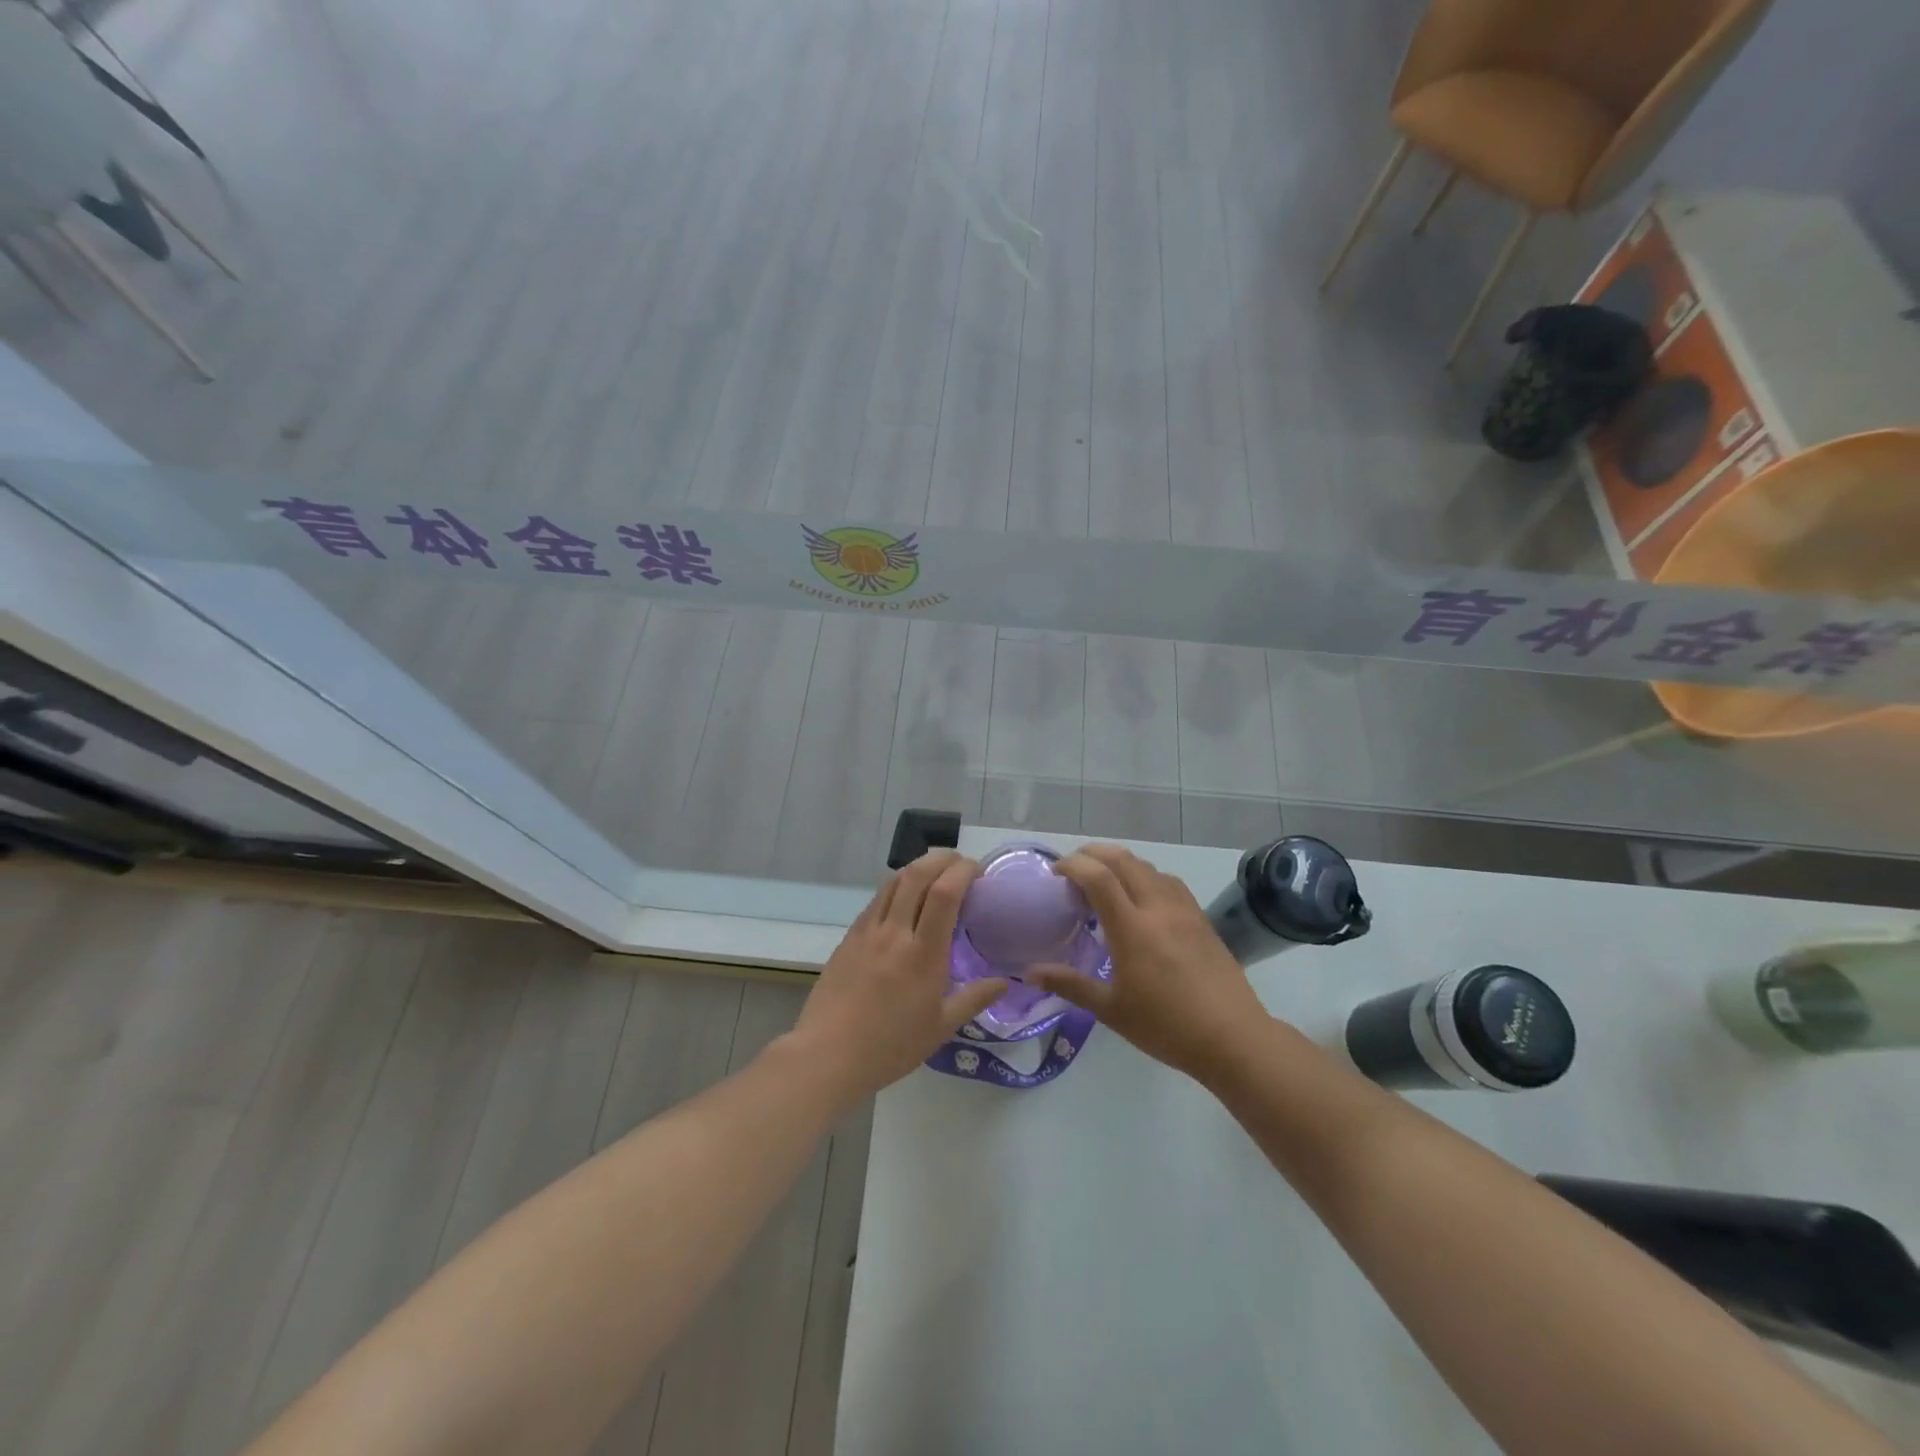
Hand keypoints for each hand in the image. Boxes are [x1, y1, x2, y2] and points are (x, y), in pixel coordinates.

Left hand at [788, 850, 1007, 1105]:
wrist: (828, 1055)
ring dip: (917, 868)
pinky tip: (904, 901)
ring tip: (934, 875)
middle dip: (942, 859)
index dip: (963, 871)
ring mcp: (868, 931)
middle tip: (960, 865)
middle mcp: (894, 932)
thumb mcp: (941, 1028)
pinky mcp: (849, 937)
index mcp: (923, 954)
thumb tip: (1005, 983)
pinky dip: (896, 888)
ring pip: (893, 881)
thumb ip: (974, 999)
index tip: (979, 871)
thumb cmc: (890, 1046)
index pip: (944, 893)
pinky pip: (876, 900)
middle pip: (917, 874)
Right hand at [1028, 844, 1268, 1083]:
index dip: (1073, 865)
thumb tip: (1030, 972)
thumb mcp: (1111, 1010)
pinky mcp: (1202, 919)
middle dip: (1094, 854)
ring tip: (1105, 881)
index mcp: (1132, 928)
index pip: (1098, 877)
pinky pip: (1169, 882)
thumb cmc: (1166, 1026)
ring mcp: (1184, 910)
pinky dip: (1146, 876)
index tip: (1055, 871)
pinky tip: (1143, 898)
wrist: (1233, 1038)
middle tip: (1074, 867)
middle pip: (1124, 860)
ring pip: (1149, 867)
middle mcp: (1158, 908)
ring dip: (1121, 863)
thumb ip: (1070, 985)